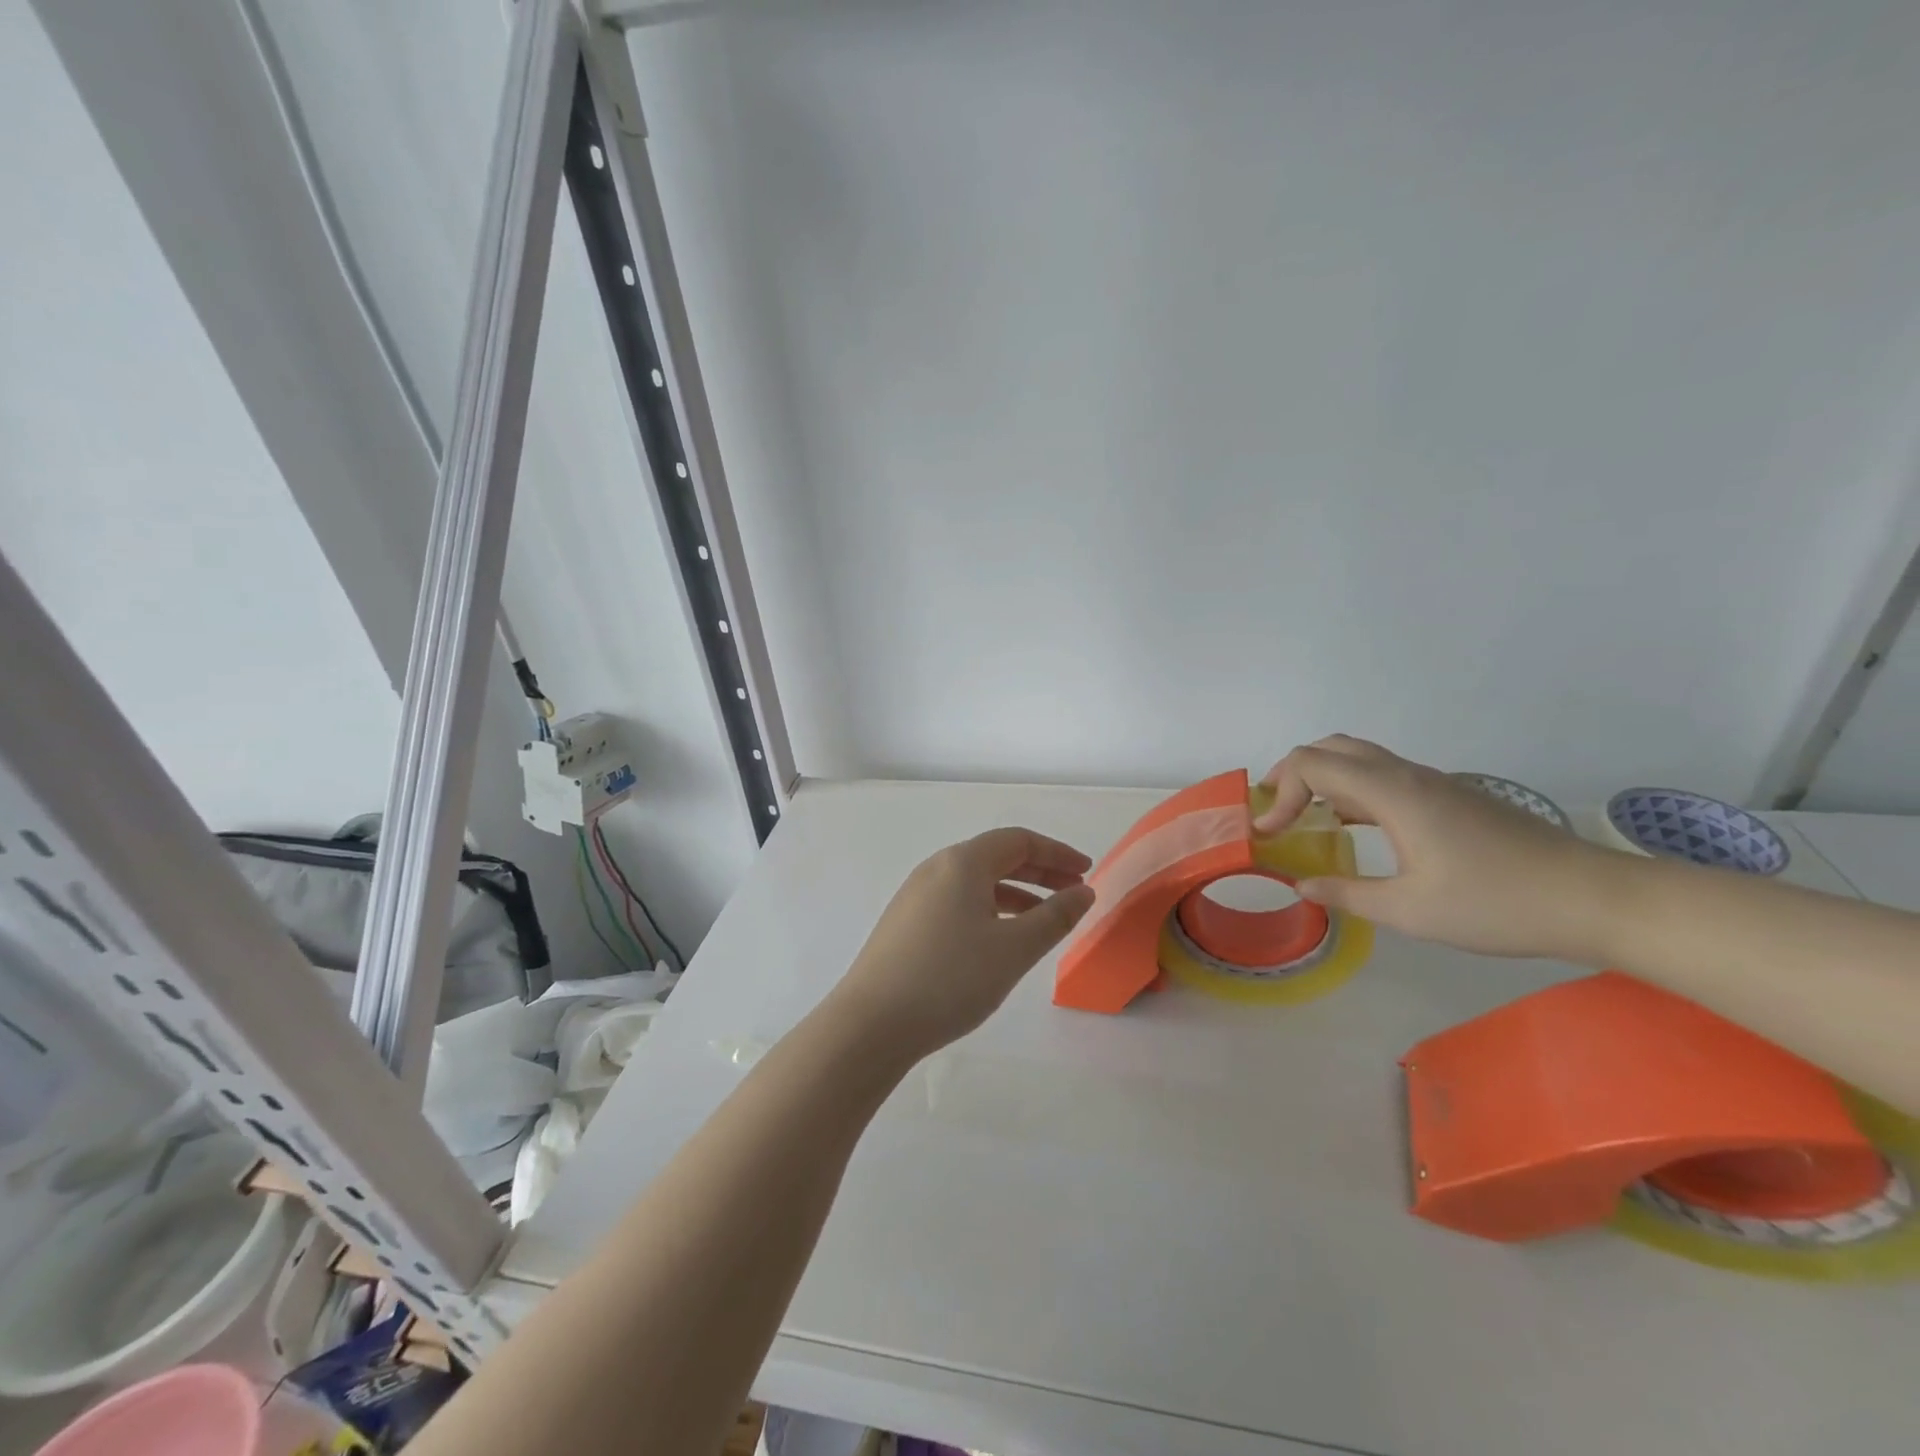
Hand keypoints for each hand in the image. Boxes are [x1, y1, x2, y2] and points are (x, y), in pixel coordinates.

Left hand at [832, 828, 1095, 1058]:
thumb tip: (1082, 892)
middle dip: (1039, 872)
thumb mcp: (1014, 949)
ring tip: (1045, 920)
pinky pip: (958, 902)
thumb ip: (1054, 917)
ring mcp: (916, 895)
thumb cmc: (951, 978)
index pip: (1018, 841)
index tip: (1087, 873)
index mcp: (962, 862)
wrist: (871, 1023)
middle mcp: (936, 868)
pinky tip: (1001, 939)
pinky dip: (989, 909)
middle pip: (996, 857)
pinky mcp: (906, 923)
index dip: (1057, 854)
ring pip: (976, 882)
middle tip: (1074, 893)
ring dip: (1016, 893)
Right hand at [1253, 735, 1616, 960]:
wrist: (1593, 899)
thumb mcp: (1410, 911)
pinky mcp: (1450, 796)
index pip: (1312, 765)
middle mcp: (1407, 776)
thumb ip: (1347, 894)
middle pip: (1332, 747)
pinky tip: (1353, 826)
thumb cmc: (1497, 904)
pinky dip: (1350, 787)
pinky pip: (1383, 774)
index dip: (1280, 793)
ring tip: (1303, 816)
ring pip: (1360, 756)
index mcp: (1392, 794)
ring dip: (1322, 777)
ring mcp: (1433, 783)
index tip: (1269, 834)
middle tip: (1274, 810)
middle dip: (1292, 772)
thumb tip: (1301, 885)